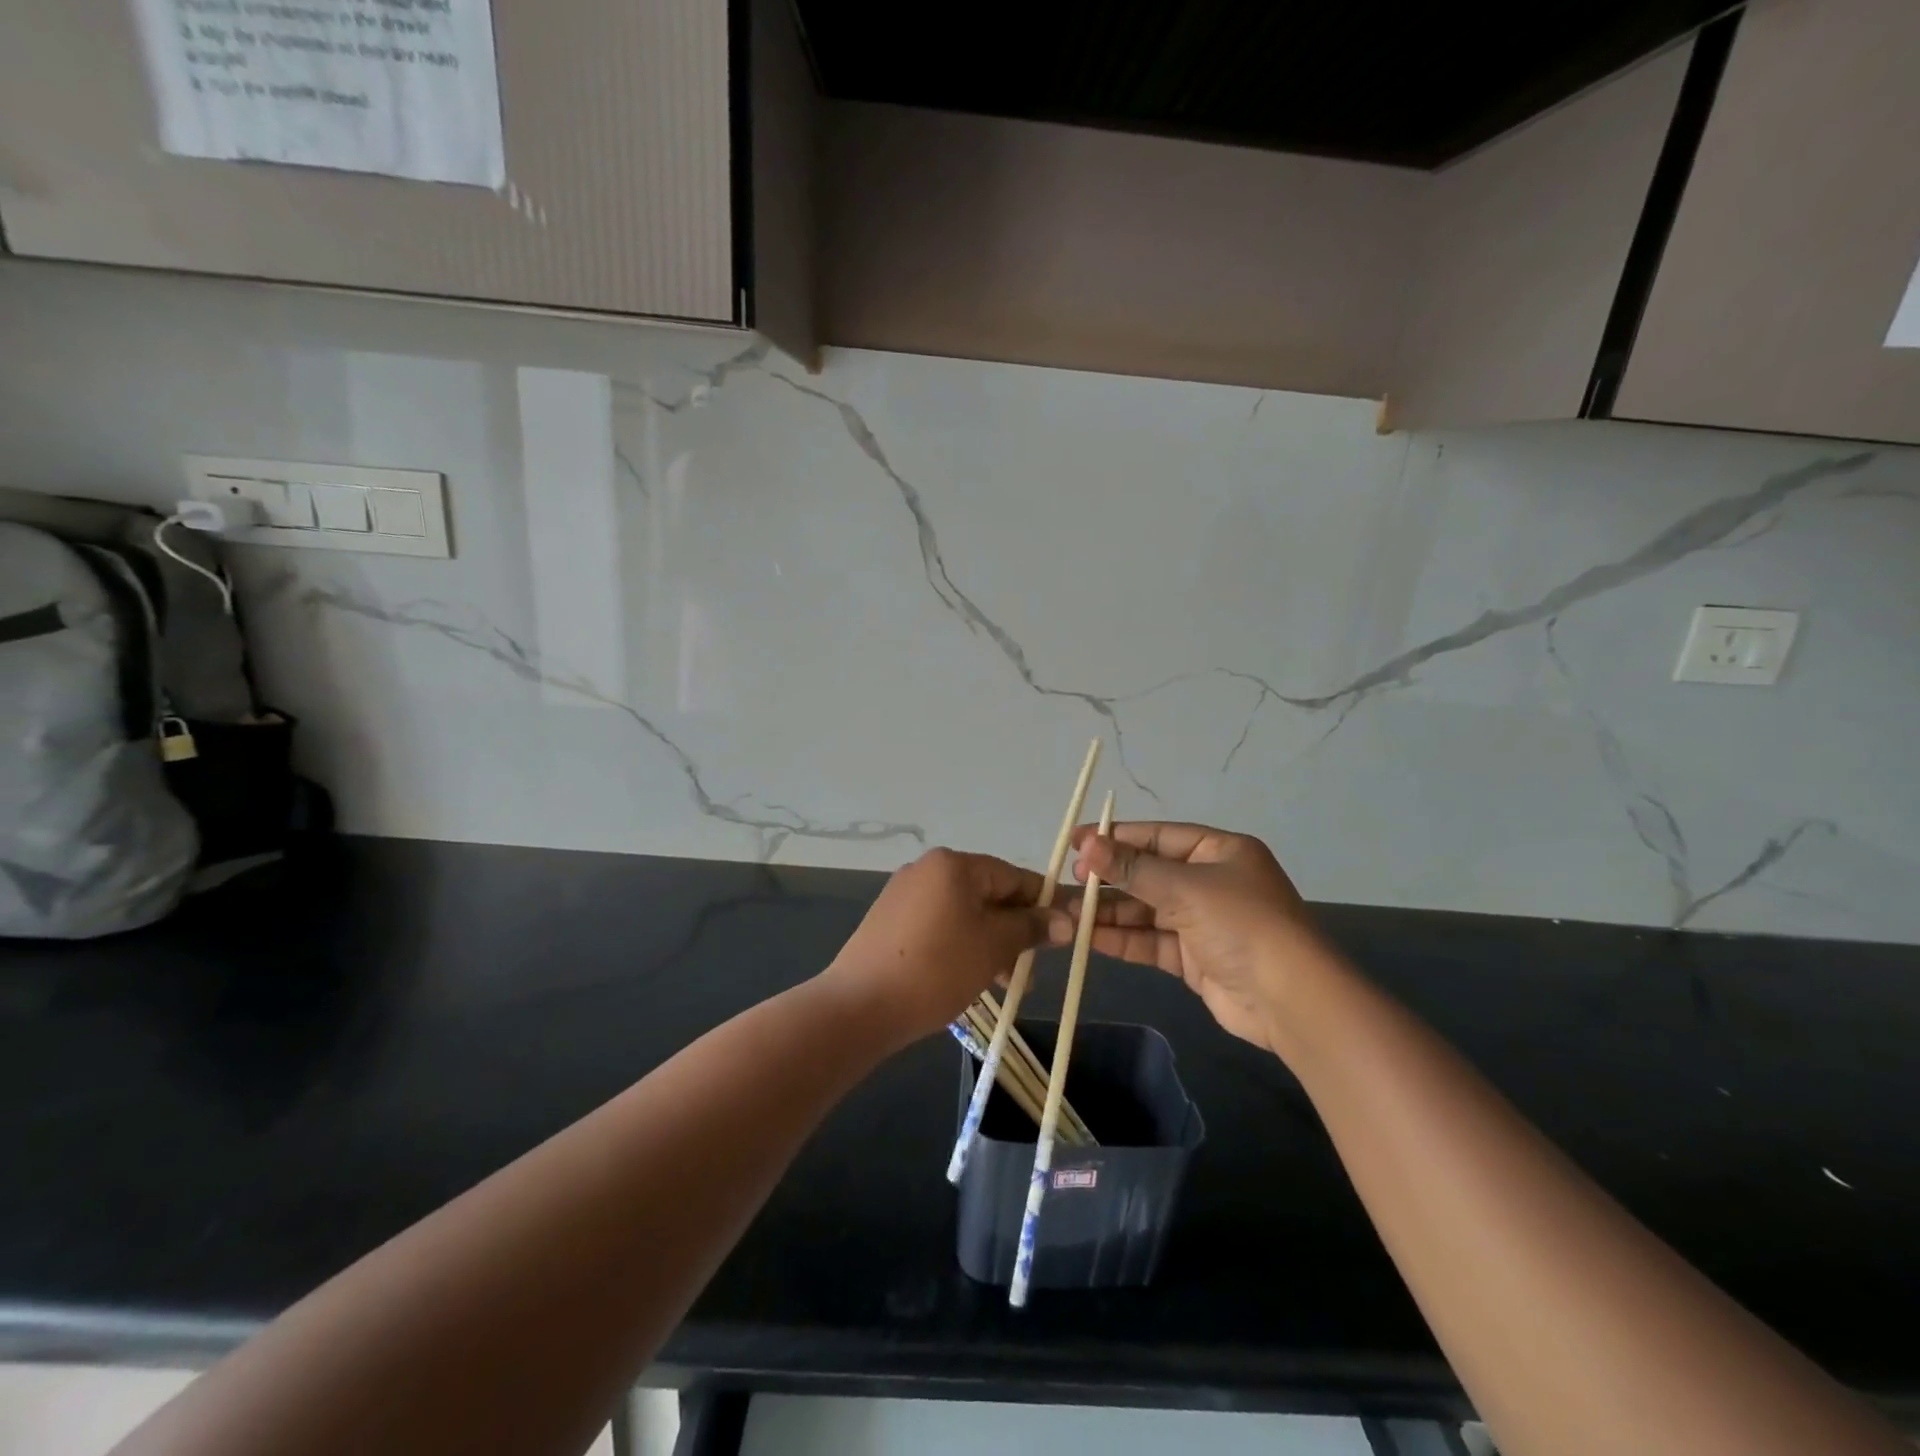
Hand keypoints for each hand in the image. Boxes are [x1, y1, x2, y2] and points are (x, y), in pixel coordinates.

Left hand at [822, 848, 1065, 1047]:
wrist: (860, 1005)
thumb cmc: (937, 968)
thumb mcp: (994, 946)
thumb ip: (1031, 927)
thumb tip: (1066, 920)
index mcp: (954, 864)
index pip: (1013, 876)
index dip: (1042, 903)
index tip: (1064, 932)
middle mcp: (927, 869)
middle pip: (987, 893)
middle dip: (1013, 930)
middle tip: (1029, 970)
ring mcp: (904, 893)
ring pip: (964, 912)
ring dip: (989, 942)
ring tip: (1001, 983)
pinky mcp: (889, 920)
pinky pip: (939, 924)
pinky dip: (960, 945)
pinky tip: (967, 977)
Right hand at [1068, 822, 1318, 1054]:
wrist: (1289, 1000)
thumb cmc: (1241, 924)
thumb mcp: (1185, 888)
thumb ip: (1133, 869)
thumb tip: (1087, 846)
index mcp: (1219, 851)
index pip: (1158, 836)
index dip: (1117, 837)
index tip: (1077, 841)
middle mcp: (1210, 881)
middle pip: (1149, 873)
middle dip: (1109, 878)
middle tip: (1069, 881)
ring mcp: (1202, 921)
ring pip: (1146, 909)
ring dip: (1109, 911)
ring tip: (1068, 913)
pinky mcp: (1194, 957)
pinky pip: (1151, 940)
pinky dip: (1123, 939)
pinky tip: (1089, 937)